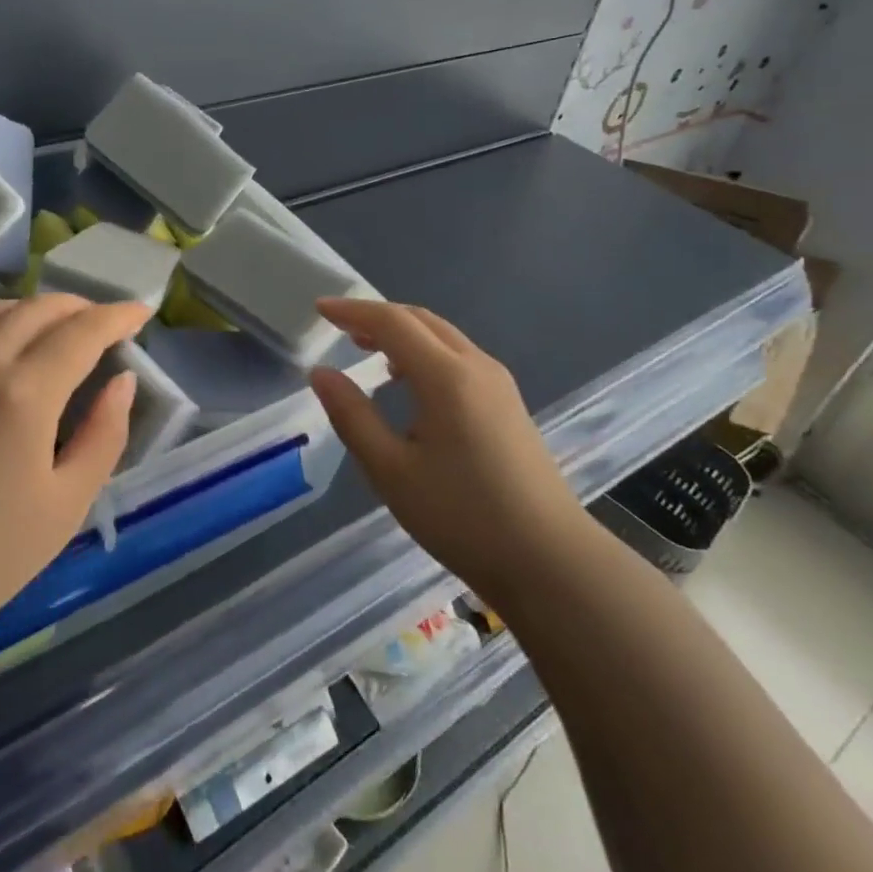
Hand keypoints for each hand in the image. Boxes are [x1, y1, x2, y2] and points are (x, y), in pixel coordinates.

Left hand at [0, 294, 152, 645]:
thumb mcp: (66, 504)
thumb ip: (104, 434)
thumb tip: (122, 381)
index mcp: (22, 392)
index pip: (82, 331)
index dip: (117, 316)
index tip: (140, 312)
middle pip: (37, 309)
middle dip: (79, 307)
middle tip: (102, 323)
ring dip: (34, 312)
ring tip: (54, 331)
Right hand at [308, 300, 586, 593]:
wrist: (552, 563)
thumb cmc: (463, 517)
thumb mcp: (392, 471)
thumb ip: (352, 416)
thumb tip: (320, 373)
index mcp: (446, 376)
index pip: (392, 322)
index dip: (353, 311)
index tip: (320, 308)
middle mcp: (476, 366)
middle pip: (420, 320)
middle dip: (377, 316)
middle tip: (340, 327)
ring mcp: (498, 384)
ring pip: (442, 337)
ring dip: (402, 333)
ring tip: (367, 349)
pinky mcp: (509, 404)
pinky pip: (458, 357)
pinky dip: (424, 351)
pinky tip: (408, 382)